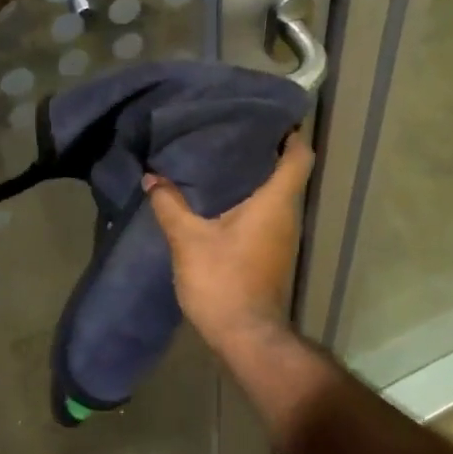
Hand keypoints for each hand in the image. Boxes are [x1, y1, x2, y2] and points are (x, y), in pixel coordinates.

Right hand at [143, 138, 314, 342]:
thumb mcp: (189, 240)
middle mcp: (287, 213)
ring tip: (221, 157)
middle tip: (232, 131)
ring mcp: (284, 235)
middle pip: (288, 170)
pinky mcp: (274, 252)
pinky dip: (251, 199)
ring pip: (277, 192)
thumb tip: (152, 177)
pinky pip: (268, 212)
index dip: (291, 133)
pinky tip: (221, 198)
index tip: (269, 117)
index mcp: (276, 200)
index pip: (299, 155)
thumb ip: (170, 205)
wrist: (246, 336)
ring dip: (256, 175)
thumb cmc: (224, 280)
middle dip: (265, 149)